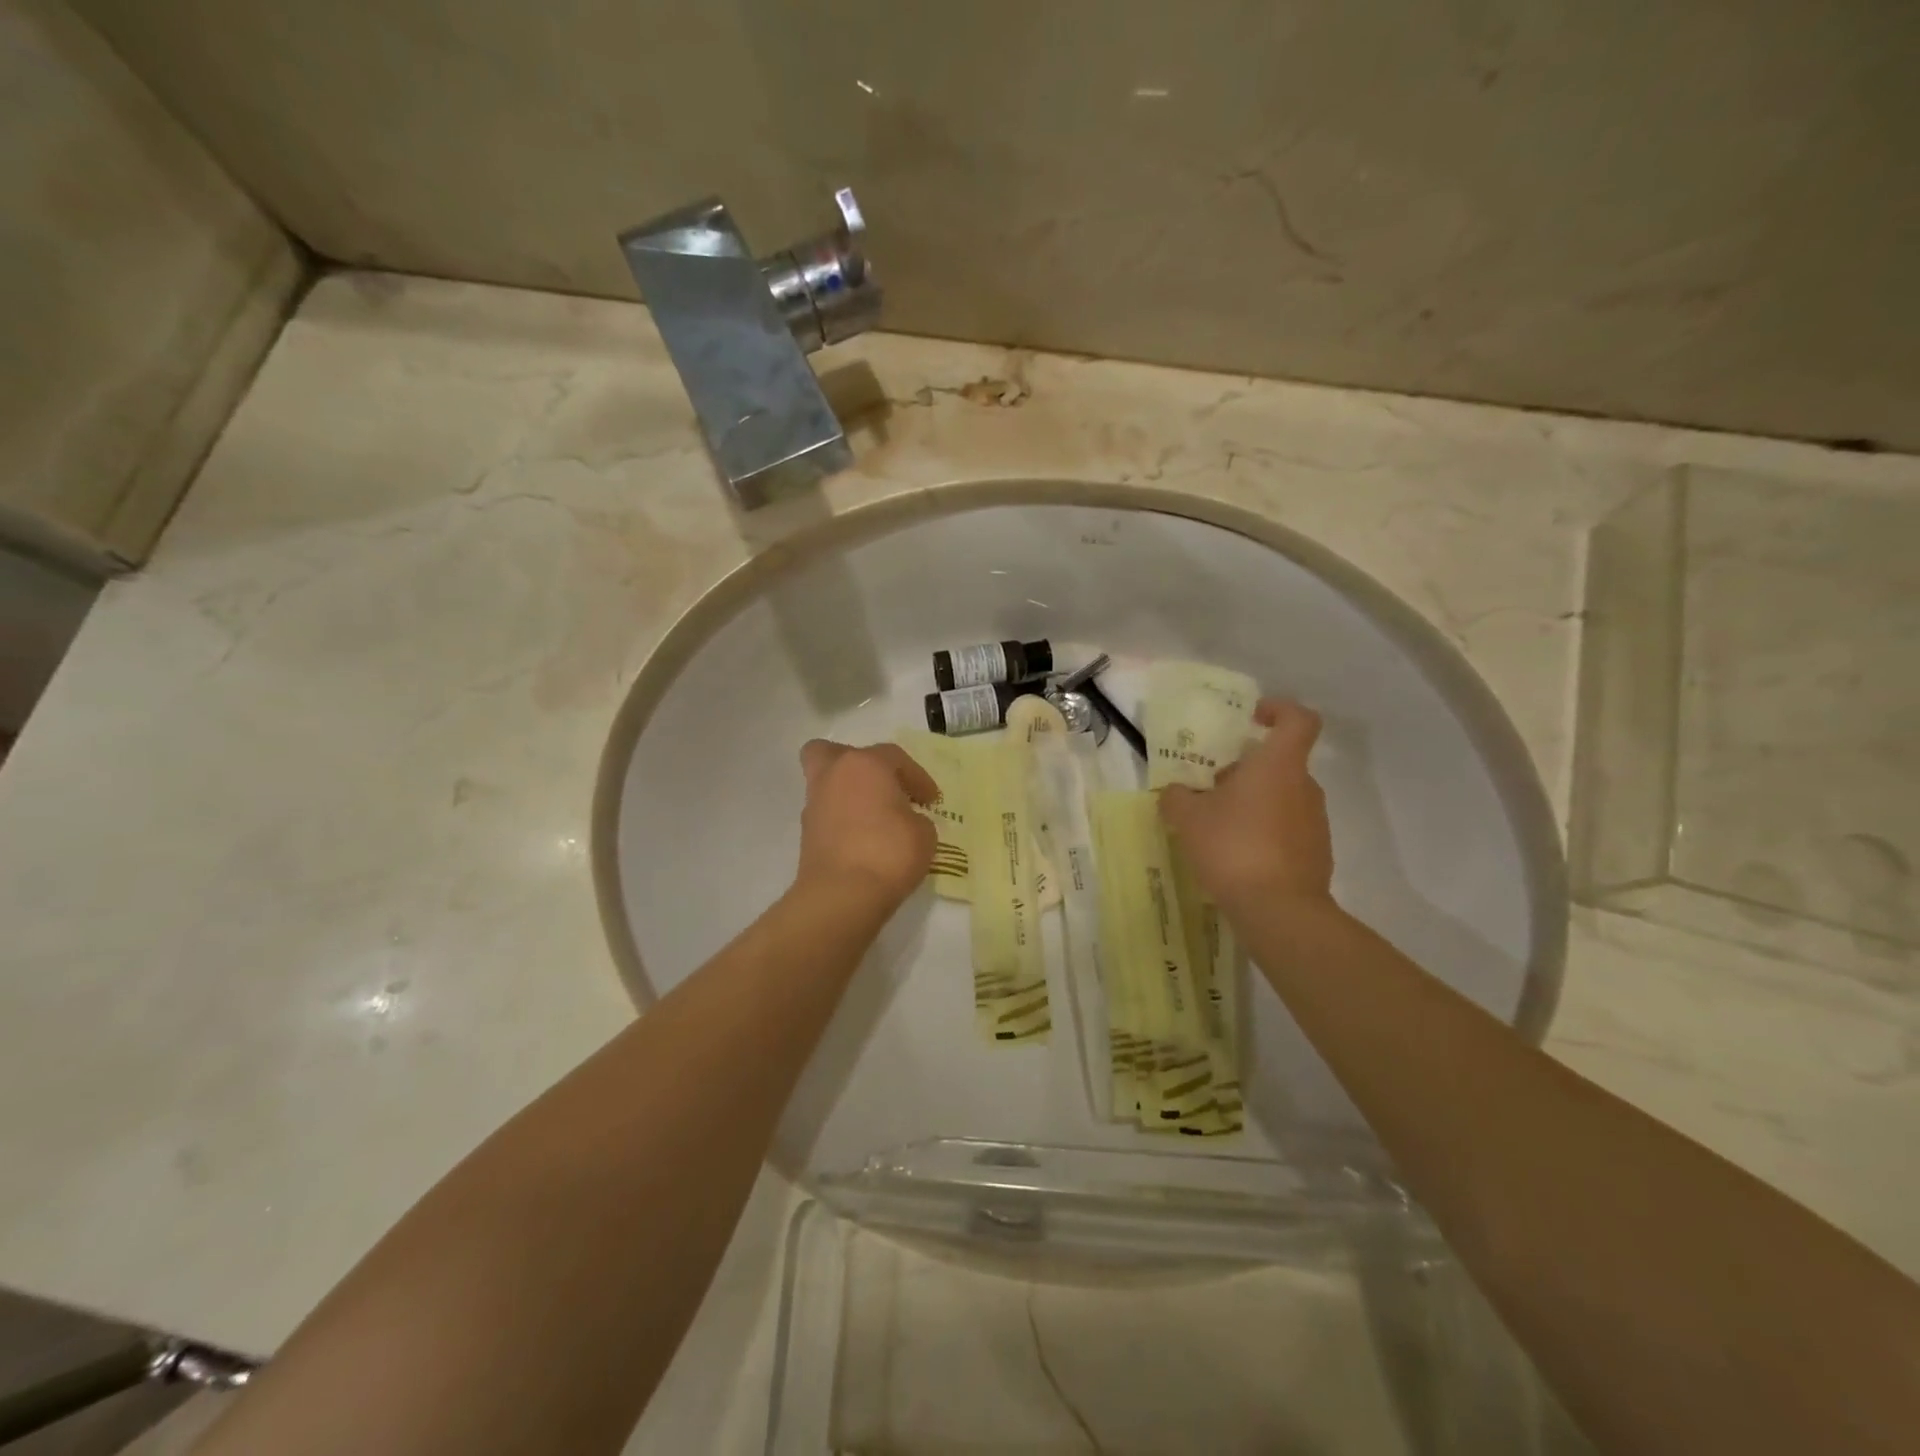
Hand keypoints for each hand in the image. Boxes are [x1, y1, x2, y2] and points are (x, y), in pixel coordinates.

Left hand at [795, 740, 939, 909]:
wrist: (843, 895)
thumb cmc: (889, 852)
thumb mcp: (924, 833)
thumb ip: (916, 817)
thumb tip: (905, 820)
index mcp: (865, 764)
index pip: (895, 757)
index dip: (917, 777)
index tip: (931, 800)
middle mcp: (834, 775)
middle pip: (835, 753)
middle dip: (856, 763)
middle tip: (880, 785)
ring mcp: (815, 804)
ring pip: (828, 784)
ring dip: (849, 794)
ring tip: (875, 818)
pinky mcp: (806, 834)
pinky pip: (828, 814)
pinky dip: (843, 820)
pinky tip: (863, 840)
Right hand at [1159, 699, 1333, 914]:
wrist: (1279, 910)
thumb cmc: (1233, 847)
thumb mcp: (1188, 819)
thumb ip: (1176, 798)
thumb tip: (1174, 792)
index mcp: (1278, 766)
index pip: (1298, 720)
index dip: (1278, 710)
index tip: (1252, 719)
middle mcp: (1304, 788)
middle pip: (1280, 763)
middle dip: (1247, 770)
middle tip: (1212, 788)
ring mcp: (1315, 823)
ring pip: (1282, 798)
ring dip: (1253, 804)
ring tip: (1218, 828)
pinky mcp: (1316, 855)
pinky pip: (1287, 830)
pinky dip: (1264, 834)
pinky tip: (1236, 858)